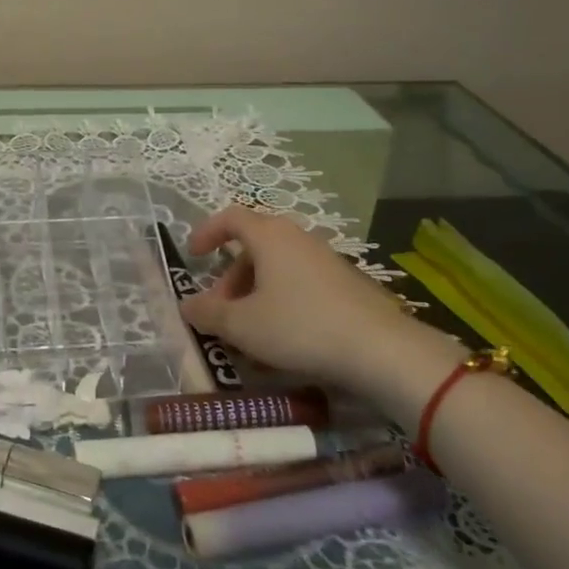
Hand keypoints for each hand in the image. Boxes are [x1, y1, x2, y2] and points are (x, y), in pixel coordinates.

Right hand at [180, 205, 441, 398]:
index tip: (193, 257)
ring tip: (249, 333)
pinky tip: (283, 340)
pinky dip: (281, 302)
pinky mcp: (346, 284)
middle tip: (220, 310)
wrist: (381, 350)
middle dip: (230, 278)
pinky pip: (300, 283)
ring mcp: (325, 260)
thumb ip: (208, 314)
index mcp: (269, 236)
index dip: (207, 232)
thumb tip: (187, 306)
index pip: (230, 217)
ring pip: (277, 268)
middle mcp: (297, 239)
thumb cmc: (300, 327)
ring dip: (255, 294)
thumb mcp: (242, 325)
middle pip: (253, 247)